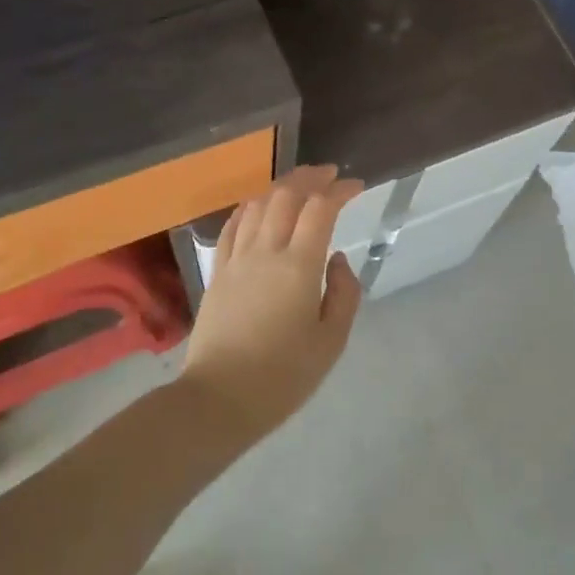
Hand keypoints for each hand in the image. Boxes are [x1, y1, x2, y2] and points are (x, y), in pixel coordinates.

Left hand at [178, 165, 364, 444]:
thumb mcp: (331, 340)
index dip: (340, 191)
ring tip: (299, 185)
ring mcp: (237, 259)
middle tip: (330, 174)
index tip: (356, 186)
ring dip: (281, 187)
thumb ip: (344, 293)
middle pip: (286, 196)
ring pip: (258, 205)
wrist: (219, 399)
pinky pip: (233, 226)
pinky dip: (250, 206)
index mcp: (298, 266)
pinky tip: (258, 205)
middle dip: (310, 178)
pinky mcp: (218, 272)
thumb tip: (336, 258)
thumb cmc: (283, 376)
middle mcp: (266, 251)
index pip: (320, 209)